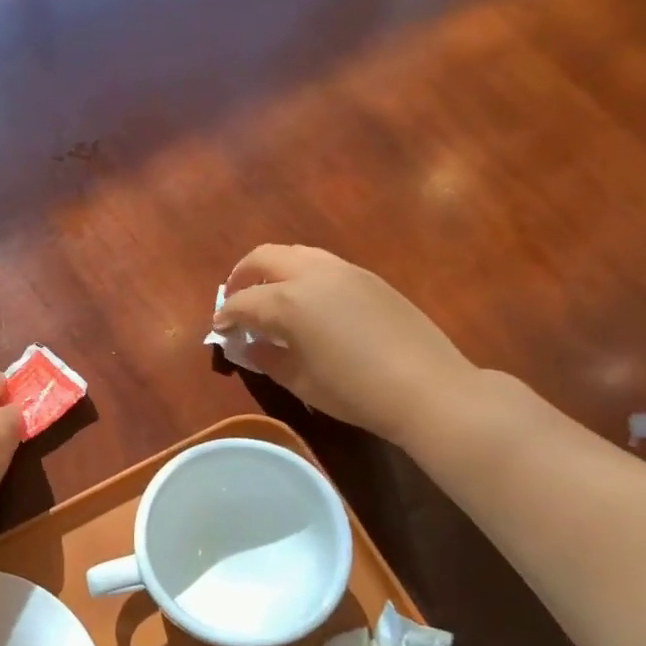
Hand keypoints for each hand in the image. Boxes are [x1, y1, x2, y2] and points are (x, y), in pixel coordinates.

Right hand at [214, 244, 483, 447]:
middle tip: (235, 301)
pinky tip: (307, 304)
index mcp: (289, 301)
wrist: (427, 387)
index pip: (243, 302)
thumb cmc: (354, 391)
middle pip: (264, 257)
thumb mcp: (300, 381)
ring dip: (273, 270)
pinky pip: (322, 264)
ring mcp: (344, 271)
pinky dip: (302, 275)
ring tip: (269, 297)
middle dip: (242, 276)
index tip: (218, 330)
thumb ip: (267, 358)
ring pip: (296, 253)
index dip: (225, 317)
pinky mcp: (369, 277)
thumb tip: (250, 346)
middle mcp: (312, 275)